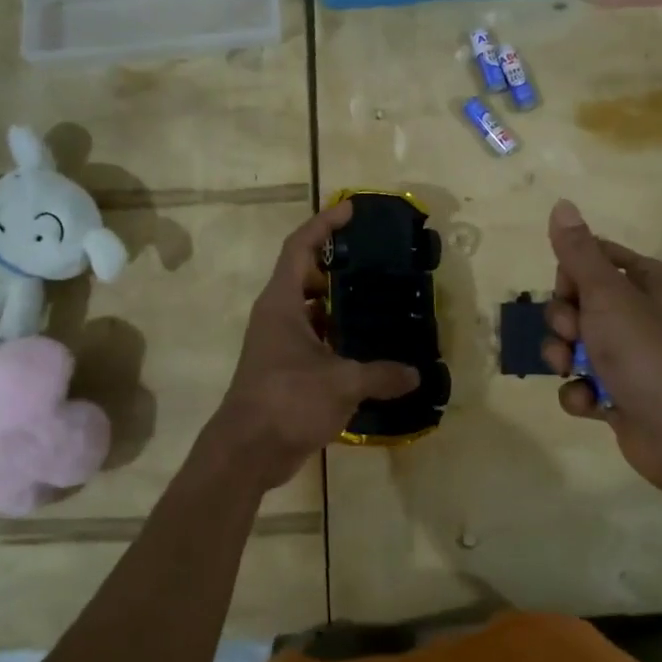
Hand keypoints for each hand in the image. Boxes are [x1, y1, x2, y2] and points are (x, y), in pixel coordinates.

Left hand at [204, 199, 418, 492]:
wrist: (246, 452)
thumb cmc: (286, 401)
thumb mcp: (341, 383)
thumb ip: (381, 375)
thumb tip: (415, 374)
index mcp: (282, 303)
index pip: (300, 247)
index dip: (324, 223)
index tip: (351, 209)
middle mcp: (278, 316)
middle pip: (307, 275)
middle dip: (338, 264)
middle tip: (376, 260)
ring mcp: (280, 343)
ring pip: (313, 310)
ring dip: (341, 303)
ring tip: (380, 299)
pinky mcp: (287, 368)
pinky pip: (317, 339)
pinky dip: (340, 337)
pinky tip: (370, 347)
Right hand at [541, 199, 661, 499]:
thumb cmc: (648, 351)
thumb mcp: (608, 294)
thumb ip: (578, 252)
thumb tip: (561, 203)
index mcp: (652, 281)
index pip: (596, 258)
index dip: (571, 274)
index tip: (570, 292)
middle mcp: (644, 314)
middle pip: (579, 302)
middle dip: (564, 321)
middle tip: (574, 334)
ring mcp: (633, 357)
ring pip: (575, 344)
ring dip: (563, 357)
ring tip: (572, 370)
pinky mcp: (623, 395)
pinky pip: (584, 383)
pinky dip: (580, 392)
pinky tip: (591, 402)